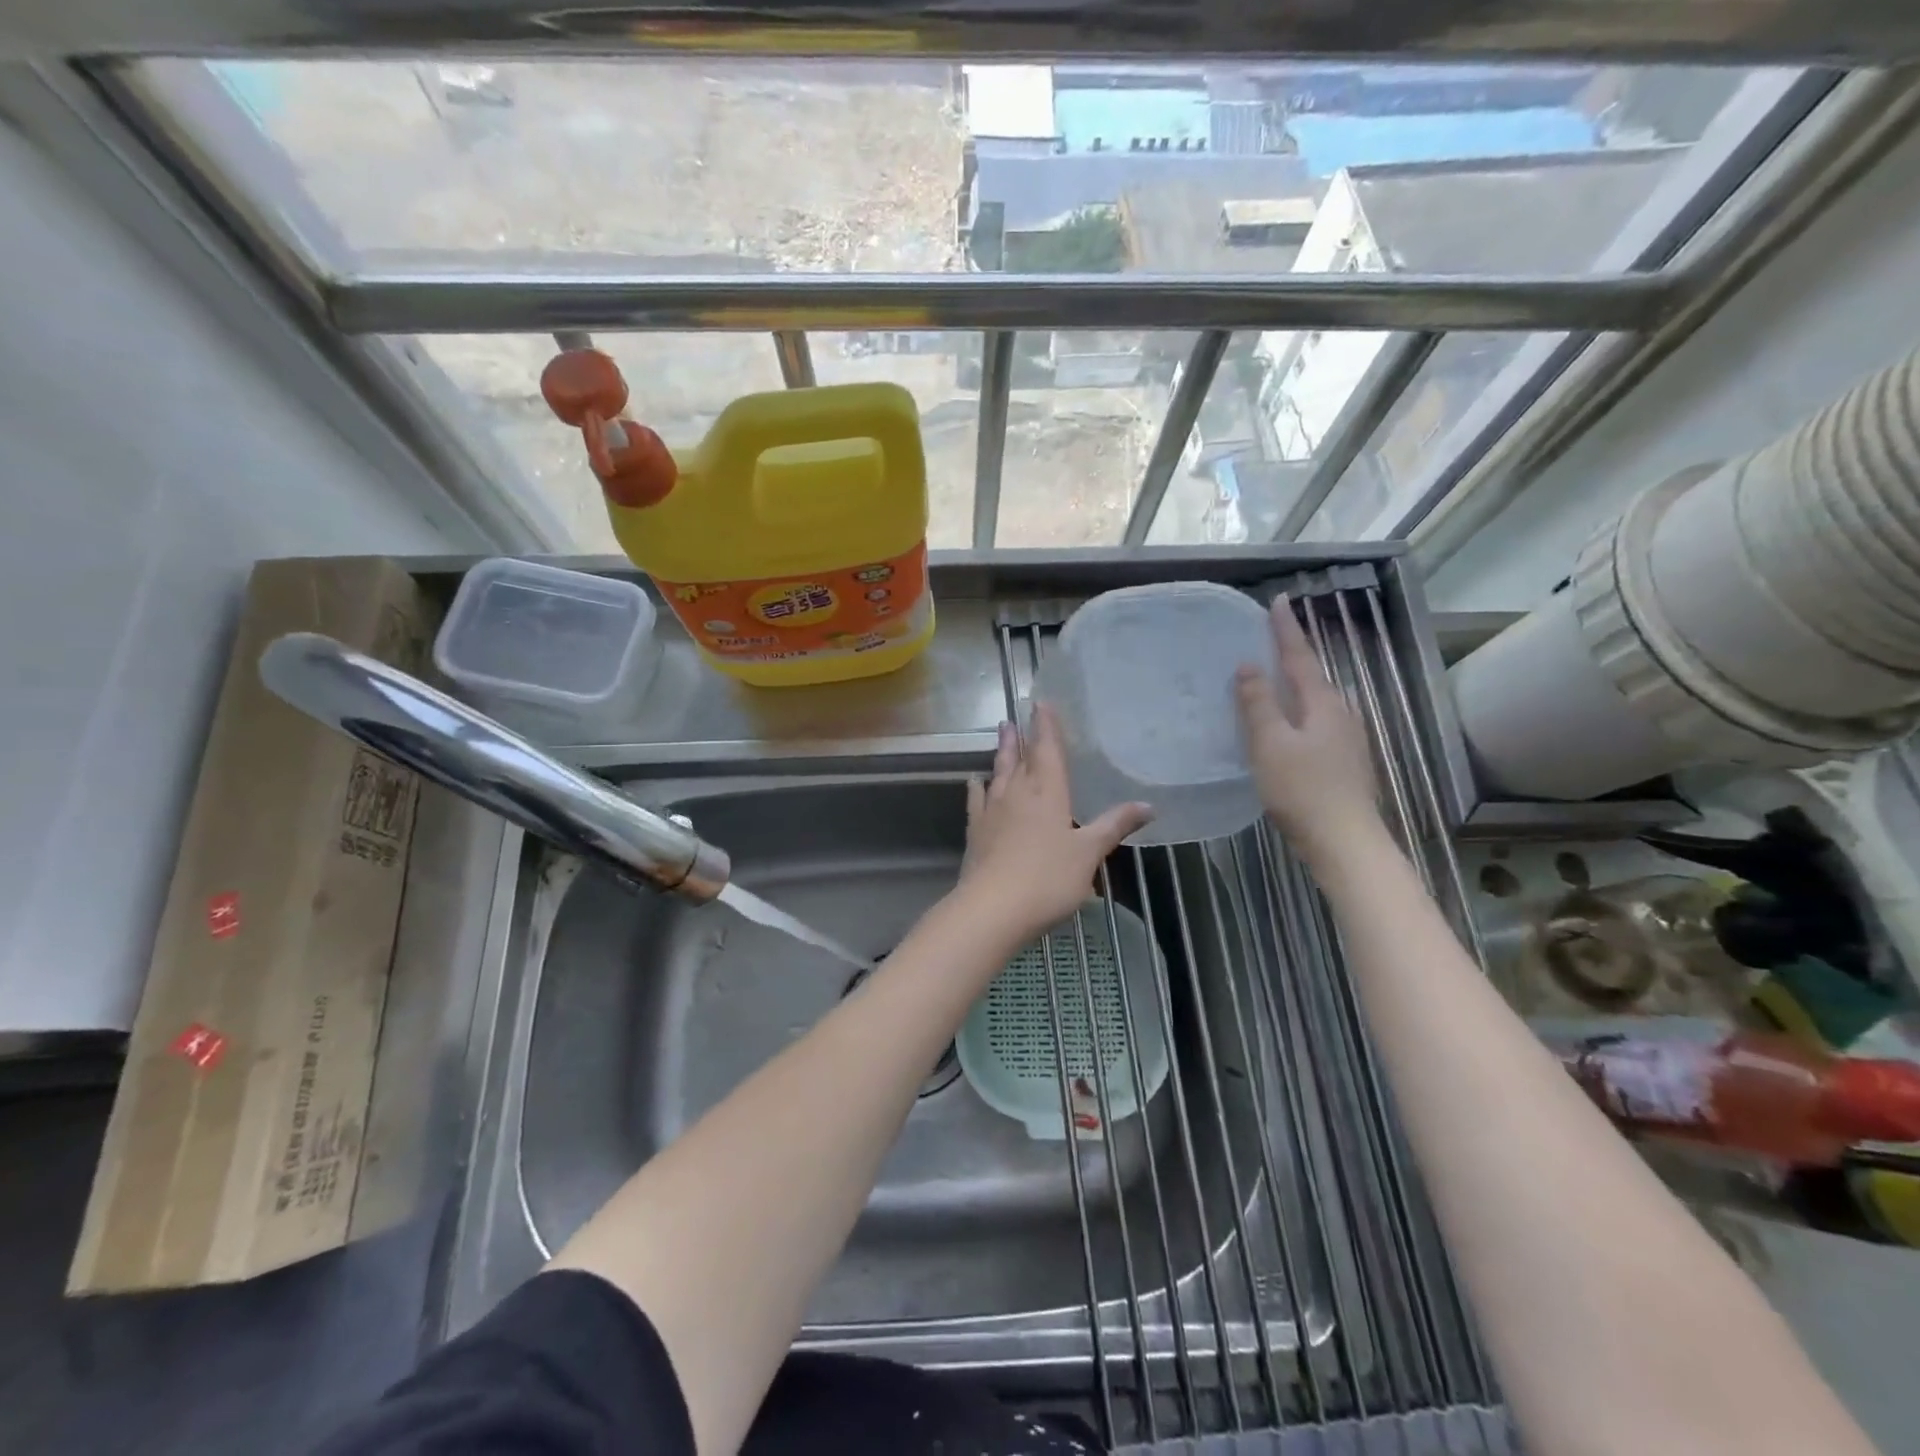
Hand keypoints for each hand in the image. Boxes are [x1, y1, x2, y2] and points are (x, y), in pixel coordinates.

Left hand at [958, 707, 1151, 946]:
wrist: (992, 908)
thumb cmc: (1048, 879)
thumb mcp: (1089, 854)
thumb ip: (1114, 826)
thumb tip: (1148, 805)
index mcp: (1048, 793)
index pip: (1048, 751)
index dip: (1047, 727)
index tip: (1042, 703)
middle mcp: (1017, 794)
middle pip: (1020, 758)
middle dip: (1021, 737)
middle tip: (1015, 717)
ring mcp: (992, 812)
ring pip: (998, 774)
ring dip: (1001, 754)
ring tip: (1002, 735)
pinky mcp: (976, 832)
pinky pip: (977, 801)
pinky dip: (977, 789)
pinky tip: (974, 782)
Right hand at [1234, 597, 1380, 859]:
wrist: (1345, 841)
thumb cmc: (1303, 789)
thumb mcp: (1271, 744)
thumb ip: (1258, 704)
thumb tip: (1249, 665)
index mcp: (1324, 704)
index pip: (1300, 657)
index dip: (1286, 630)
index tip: (1279, 600)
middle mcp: (1341, 714)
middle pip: (1312, 677)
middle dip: (1291, 656)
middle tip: (1267, 638)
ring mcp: (1346, 740)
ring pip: (1314, 702)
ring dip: (1293, 686)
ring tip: (1269, 679)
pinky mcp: (1342, 762)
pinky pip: (1314, 724)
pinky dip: (1295, 713)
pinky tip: (1282, 726)